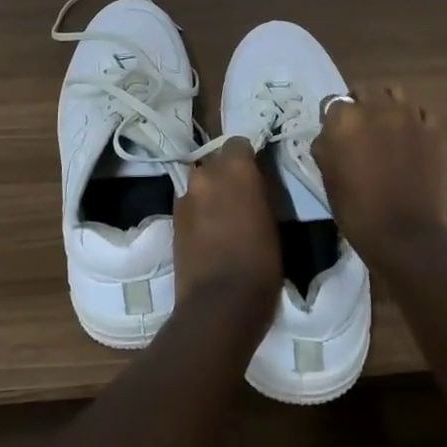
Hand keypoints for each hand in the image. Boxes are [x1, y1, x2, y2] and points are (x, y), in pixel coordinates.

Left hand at [174, 140, 281, 323]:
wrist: (219, 303)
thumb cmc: (261, 261)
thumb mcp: (274, 219)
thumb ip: (261, 191)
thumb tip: (256, 182)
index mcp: (235, 168)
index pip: (238, 144)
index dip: (247, 158)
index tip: (257, 174)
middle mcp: (205, 174)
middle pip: (216, 162)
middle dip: (227, 174)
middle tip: (242, 196)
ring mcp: (185, 196)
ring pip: (200, 183)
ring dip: (211, 192)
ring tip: (223, 216)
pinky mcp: (172, 220)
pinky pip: (189, 204)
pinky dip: (199, 211)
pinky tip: (209, 233)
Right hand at [312, 87, 446, 267]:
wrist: (404, 233)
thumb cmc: (356, 209)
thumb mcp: (327, 175)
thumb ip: (327, 144)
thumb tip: (332, 133)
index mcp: (344, 118)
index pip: (334, 102)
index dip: (334, 118)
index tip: (337, 134)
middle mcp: (376, 107)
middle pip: (364, 91)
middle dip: (360, 106)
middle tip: (362, 130)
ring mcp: (409, 115)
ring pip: (395, 93)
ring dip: (388, 105)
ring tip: (388, 127)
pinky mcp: (435, 128)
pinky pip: (422, 113)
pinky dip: (415, 121)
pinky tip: (413, 140)